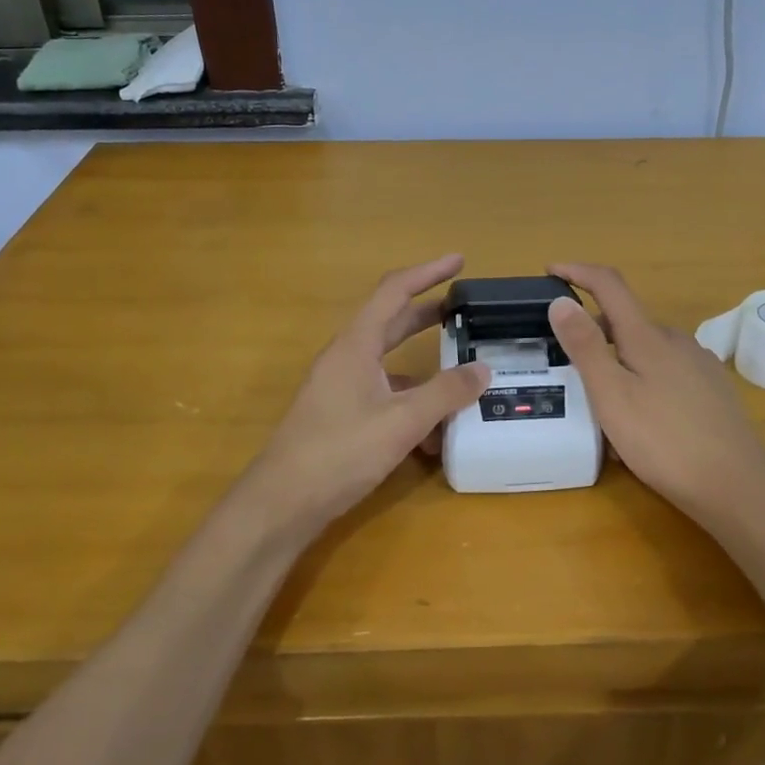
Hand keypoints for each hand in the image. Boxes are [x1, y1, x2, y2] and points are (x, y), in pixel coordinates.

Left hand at [242, 255, 489, 530]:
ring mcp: (341, 387)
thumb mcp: (402, 421)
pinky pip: (384, 396)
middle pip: (392, 322)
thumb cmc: (339, 452)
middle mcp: (347, 358)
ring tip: (462, 380)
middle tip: (464, 310)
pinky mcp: (341, 415)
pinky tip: (434, 436)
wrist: (282, 503)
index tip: (459, 261)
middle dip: (428, 314)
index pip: (394, 291)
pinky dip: (411, 405)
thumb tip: (482, 369)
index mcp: (356, 345)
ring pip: (390, 365)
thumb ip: (445, 393)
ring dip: (424, 370)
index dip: (427, 272)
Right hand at [547, 263, 764, 515]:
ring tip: (599, 404)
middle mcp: (675, 340)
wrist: (737, 485)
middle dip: (593, 333)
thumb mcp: (612, 395)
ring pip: (646, 350)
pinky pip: (665, 373)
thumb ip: (585, 347)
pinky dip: (642, 381)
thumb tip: (561, 301)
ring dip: (618, 362)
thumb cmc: (664, 441)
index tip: (550, 271)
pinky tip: (638, 421)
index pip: (609, 285)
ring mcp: (698, 364)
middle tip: (565, 364)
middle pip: (626, 322)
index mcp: (647, 336)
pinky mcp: (711, 390)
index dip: (578, 272)